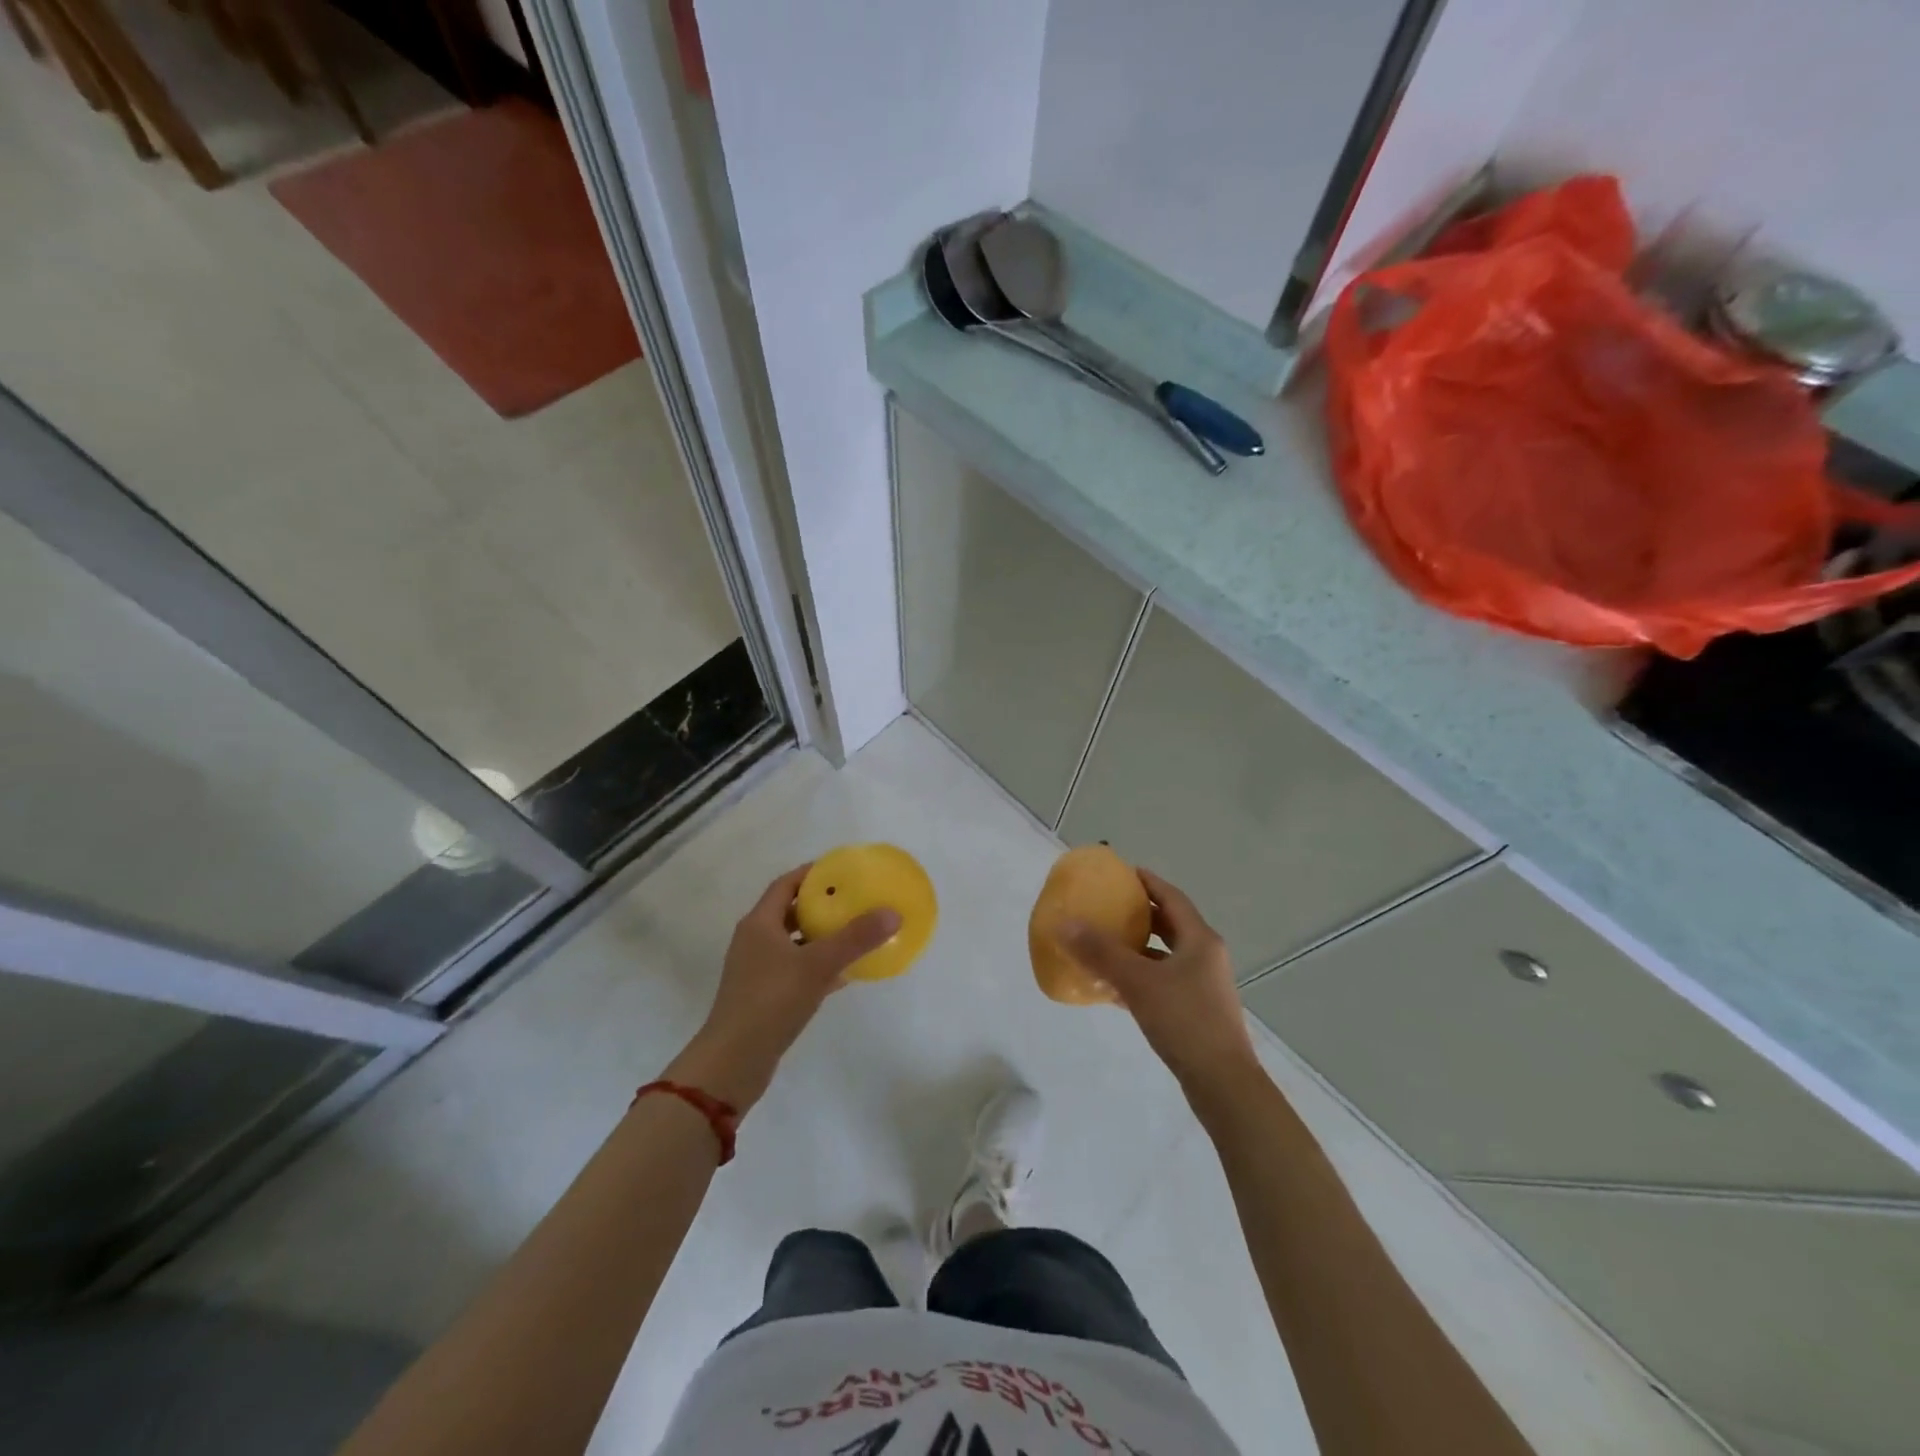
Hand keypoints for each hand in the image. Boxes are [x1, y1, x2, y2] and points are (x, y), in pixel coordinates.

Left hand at [665, 865, 898, 1111]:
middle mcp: (755, 941)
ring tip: (855, 933)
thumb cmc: (771, 1001)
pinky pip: (796, 969)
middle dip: (821, 905)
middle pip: (791, 912)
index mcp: (760, 923)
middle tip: (854, 900)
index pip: (786, 884)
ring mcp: (757, 970)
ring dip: (821, 937)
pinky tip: (844, 974)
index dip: (812, 873)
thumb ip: (855, 938)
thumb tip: (892, 912)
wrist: (734, 1061)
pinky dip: (818, 966)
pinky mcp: (764, 996)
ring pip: (794, 943)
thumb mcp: (817, 965)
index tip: (842, 870)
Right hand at [1062, 869, 1259, 1097]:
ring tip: (1104, 946)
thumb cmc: (1184, 1021)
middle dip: (1140, 915)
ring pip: (1165, 956)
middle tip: (1109, 907)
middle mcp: (1205, 957)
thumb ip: (1100, 952)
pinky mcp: (1196, 1011)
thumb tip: (1065, 923)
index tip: (1123, 873)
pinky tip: (1113, 988)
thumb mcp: (1138, 981)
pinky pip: (1163, 982)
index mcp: (1200, 940)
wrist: (1222, 1083)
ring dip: (1138, 949)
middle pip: (1170, 925)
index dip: (1148, 882)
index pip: (1171, 898)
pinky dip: (1140, 977)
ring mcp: (1203, 986)